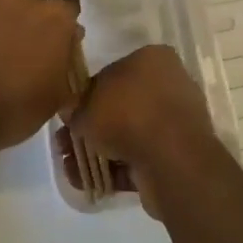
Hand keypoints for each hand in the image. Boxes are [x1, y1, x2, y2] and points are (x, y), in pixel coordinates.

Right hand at [70, 45, 219, 217]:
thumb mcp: (87, 105)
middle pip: (121, 106)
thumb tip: (73, 113)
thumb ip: (76, 107)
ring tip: (71, 168)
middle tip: (65, 145)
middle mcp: (168, 84)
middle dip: (92, 128)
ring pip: (129, 134)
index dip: (88, 95)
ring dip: (99, 152)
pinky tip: (90, 183)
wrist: (171, 159)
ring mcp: (174, 121)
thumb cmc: (128, 115)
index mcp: (153, 59)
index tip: (71, 115)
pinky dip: (116, 170)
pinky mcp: (177, 153)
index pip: (113, 72)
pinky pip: (141, 157)